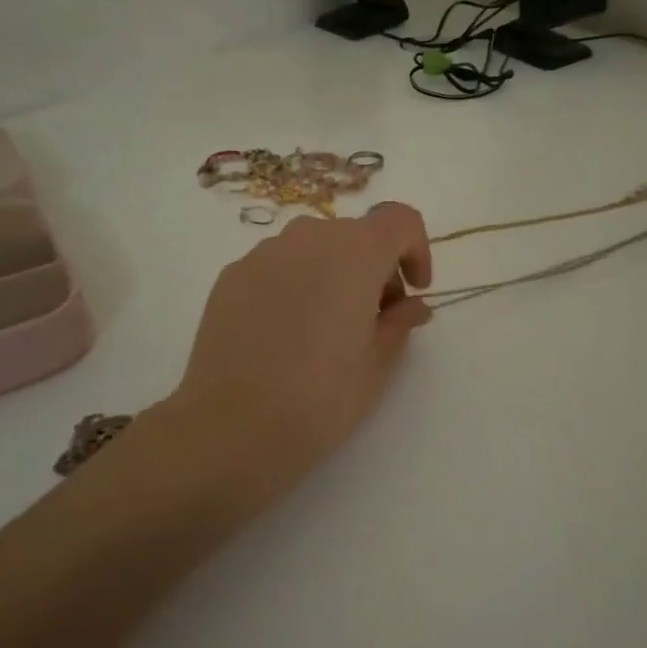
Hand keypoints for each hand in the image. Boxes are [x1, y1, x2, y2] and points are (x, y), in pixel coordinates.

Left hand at [166, 204, 434, 492]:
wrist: (230, 427)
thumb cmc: (319, 398)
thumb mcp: (376, 365)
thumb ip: (400, 323)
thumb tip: (411, 306)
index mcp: (354, 253)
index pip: (399, 220)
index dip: (416, 249)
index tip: (414, 291)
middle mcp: (308, 238)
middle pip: (356, 234)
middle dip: (375, 267)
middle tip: (375, 319)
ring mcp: (262, 254)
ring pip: (313, 248)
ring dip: (333, 274)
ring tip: (327, 328)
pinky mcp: (230, 276)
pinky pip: (277, 266)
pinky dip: (294, 285)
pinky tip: (285, 334)